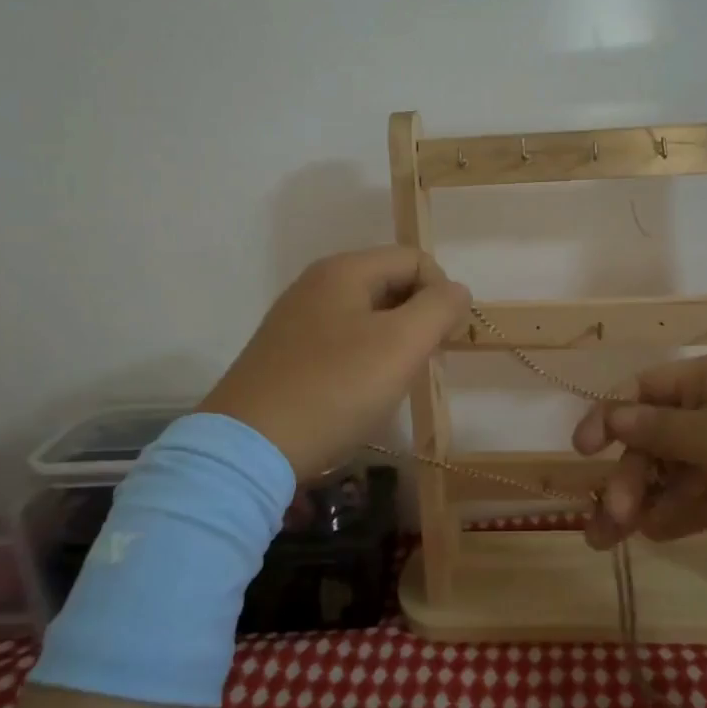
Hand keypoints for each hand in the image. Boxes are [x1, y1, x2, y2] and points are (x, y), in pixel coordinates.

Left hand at [199, 246, 470, 476]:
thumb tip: (456, 291)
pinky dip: (363, 359)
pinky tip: (358, 394)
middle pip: (391, 283)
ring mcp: (297, 318)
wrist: (250, 447)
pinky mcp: (285, 352)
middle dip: (418, 319)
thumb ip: (439, 307)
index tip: (441, 342)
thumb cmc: (334, 389)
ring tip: (391, 383)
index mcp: (344, 270)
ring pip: (368, 315)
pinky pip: (341, 340)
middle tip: (419, 364)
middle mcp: (317, 283)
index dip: (441, 295)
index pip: (416, 259)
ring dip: (393, 342)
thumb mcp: (401, 345)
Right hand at [572, 352, 706, 563]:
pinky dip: (679, 513)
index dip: (608, 418)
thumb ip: (659, 431)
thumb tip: (614, 416)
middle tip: (608, 516)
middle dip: (629, 476)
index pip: (645, 392)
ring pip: (676, 474)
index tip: (580, 452)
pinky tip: (655, 535)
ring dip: (645, 502)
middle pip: (656, 440)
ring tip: (608, 539)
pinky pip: (703, 497)